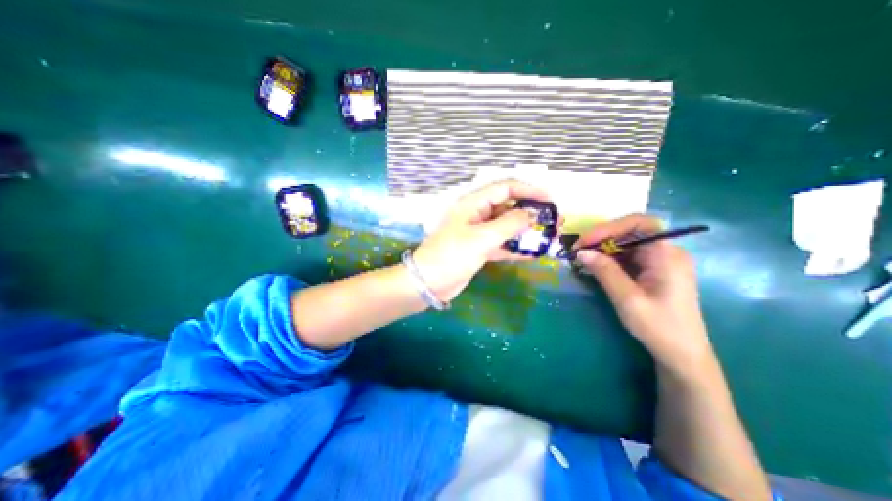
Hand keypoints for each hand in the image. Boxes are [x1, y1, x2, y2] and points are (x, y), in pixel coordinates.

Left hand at [413, 183, 552, 301]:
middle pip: (508, 206)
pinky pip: (502, 244)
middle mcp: (477, 214)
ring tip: (549, 235)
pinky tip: (534, 253)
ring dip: (526, 231)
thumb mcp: (482, 237)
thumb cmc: (452, 255)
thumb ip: (509, 224)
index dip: (528, 190)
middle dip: (531, 211)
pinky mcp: (480, 249)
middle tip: (554, 219)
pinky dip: (516, 247)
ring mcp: (479, 233)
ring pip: (507, 226)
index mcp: (473, 203)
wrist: (429, 282)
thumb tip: (532, 214)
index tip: (550, 199)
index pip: (505, 188)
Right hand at [575, 215, 715, 374]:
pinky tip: (595, 267)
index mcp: (667, 254)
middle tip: (577, 251)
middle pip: (630, 232)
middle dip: (601, 238)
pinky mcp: (653, 271)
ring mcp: (660, 261)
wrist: (682, 355)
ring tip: (582, 259)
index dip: (609, 227)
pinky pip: (627, 257)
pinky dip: (609, 259)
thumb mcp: (627, 298)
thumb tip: (581, 252)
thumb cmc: (659, 327)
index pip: (639, 223)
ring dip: (602, 249)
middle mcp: (666, 252)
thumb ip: (604, 271)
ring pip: (626, 244)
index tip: (585, 241)